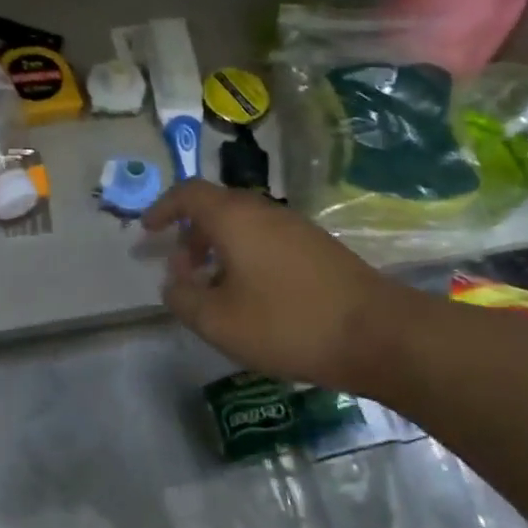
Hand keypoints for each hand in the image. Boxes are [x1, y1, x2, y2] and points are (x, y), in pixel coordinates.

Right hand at [143, 180, 412, 387]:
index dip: (162, 208)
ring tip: (213, 288)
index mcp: (235, 218)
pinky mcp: (317, 247)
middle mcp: (264, 211)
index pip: (188, 193)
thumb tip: (174, 281)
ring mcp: (296, 227)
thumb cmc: (288, 323)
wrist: (379, 334)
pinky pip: (266, 239)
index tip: (148, 231)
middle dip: (190, 235)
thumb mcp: (218, 321)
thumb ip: (183, 298)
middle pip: (216, 208)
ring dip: (218, 248)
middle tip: (180, 270)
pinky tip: (251, 295)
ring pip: (243, 225)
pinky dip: (245, 256)